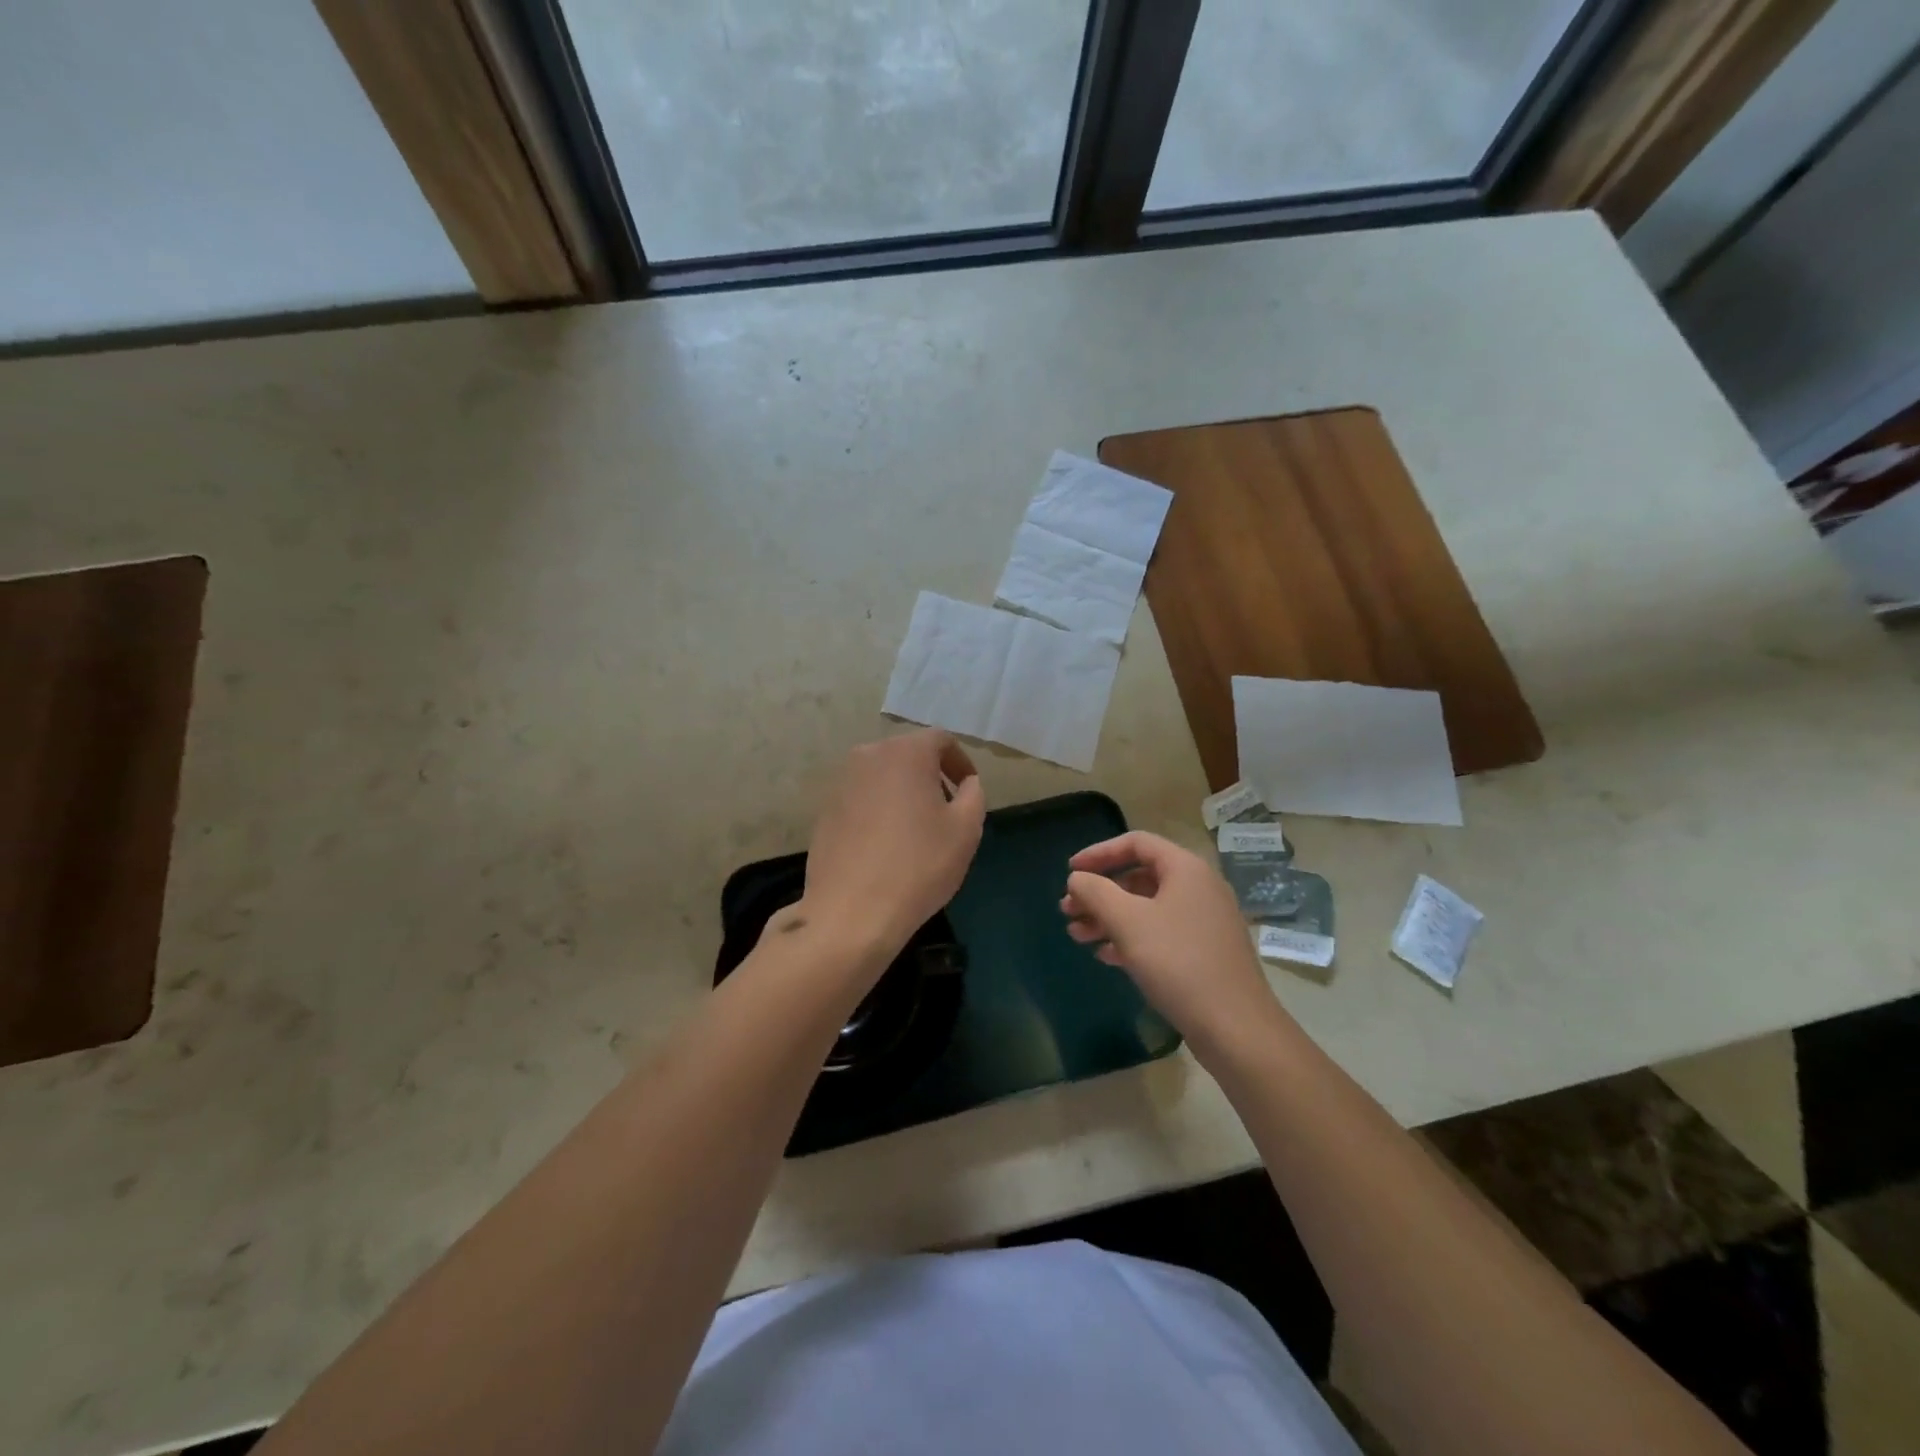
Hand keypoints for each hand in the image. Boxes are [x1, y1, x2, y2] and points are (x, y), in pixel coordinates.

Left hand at [801, 729, 986, 966]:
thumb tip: (967, 783)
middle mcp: (868, 756)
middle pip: (908, 754)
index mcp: (905, 752)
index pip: (940, 740)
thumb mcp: (966, 830)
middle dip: (931, 775)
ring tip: (916, 829)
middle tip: (946, 810)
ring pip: (882, 775)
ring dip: (903, 792)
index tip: (968, 790)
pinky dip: (879, 809)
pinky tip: (886, 844)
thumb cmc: (918, 865)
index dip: (960, 761)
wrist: (851, 912)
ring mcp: (841, 783)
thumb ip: (973, 795)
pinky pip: (861, 798)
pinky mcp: (824, 810)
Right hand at [1060, 831, 1276, 1045]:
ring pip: (1147, 908)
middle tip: (1068, 911)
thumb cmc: (1178, 962)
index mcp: (1185, 869)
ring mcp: (1204, 921)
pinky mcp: (1205, 951)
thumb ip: (1096, 892)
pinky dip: (1131, 938)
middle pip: (1139, 877)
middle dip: (1100, 893)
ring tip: (1077, 936)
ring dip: (1110, 918)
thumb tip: (1077, 878)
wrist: (1235, 1027)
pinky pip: (1160, 932)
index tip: (1070, 871)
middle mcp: (1198, 888)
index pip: (1136, 843)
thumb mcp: (1127, 922)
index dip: (1098, 853)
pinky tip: (1106, 955)